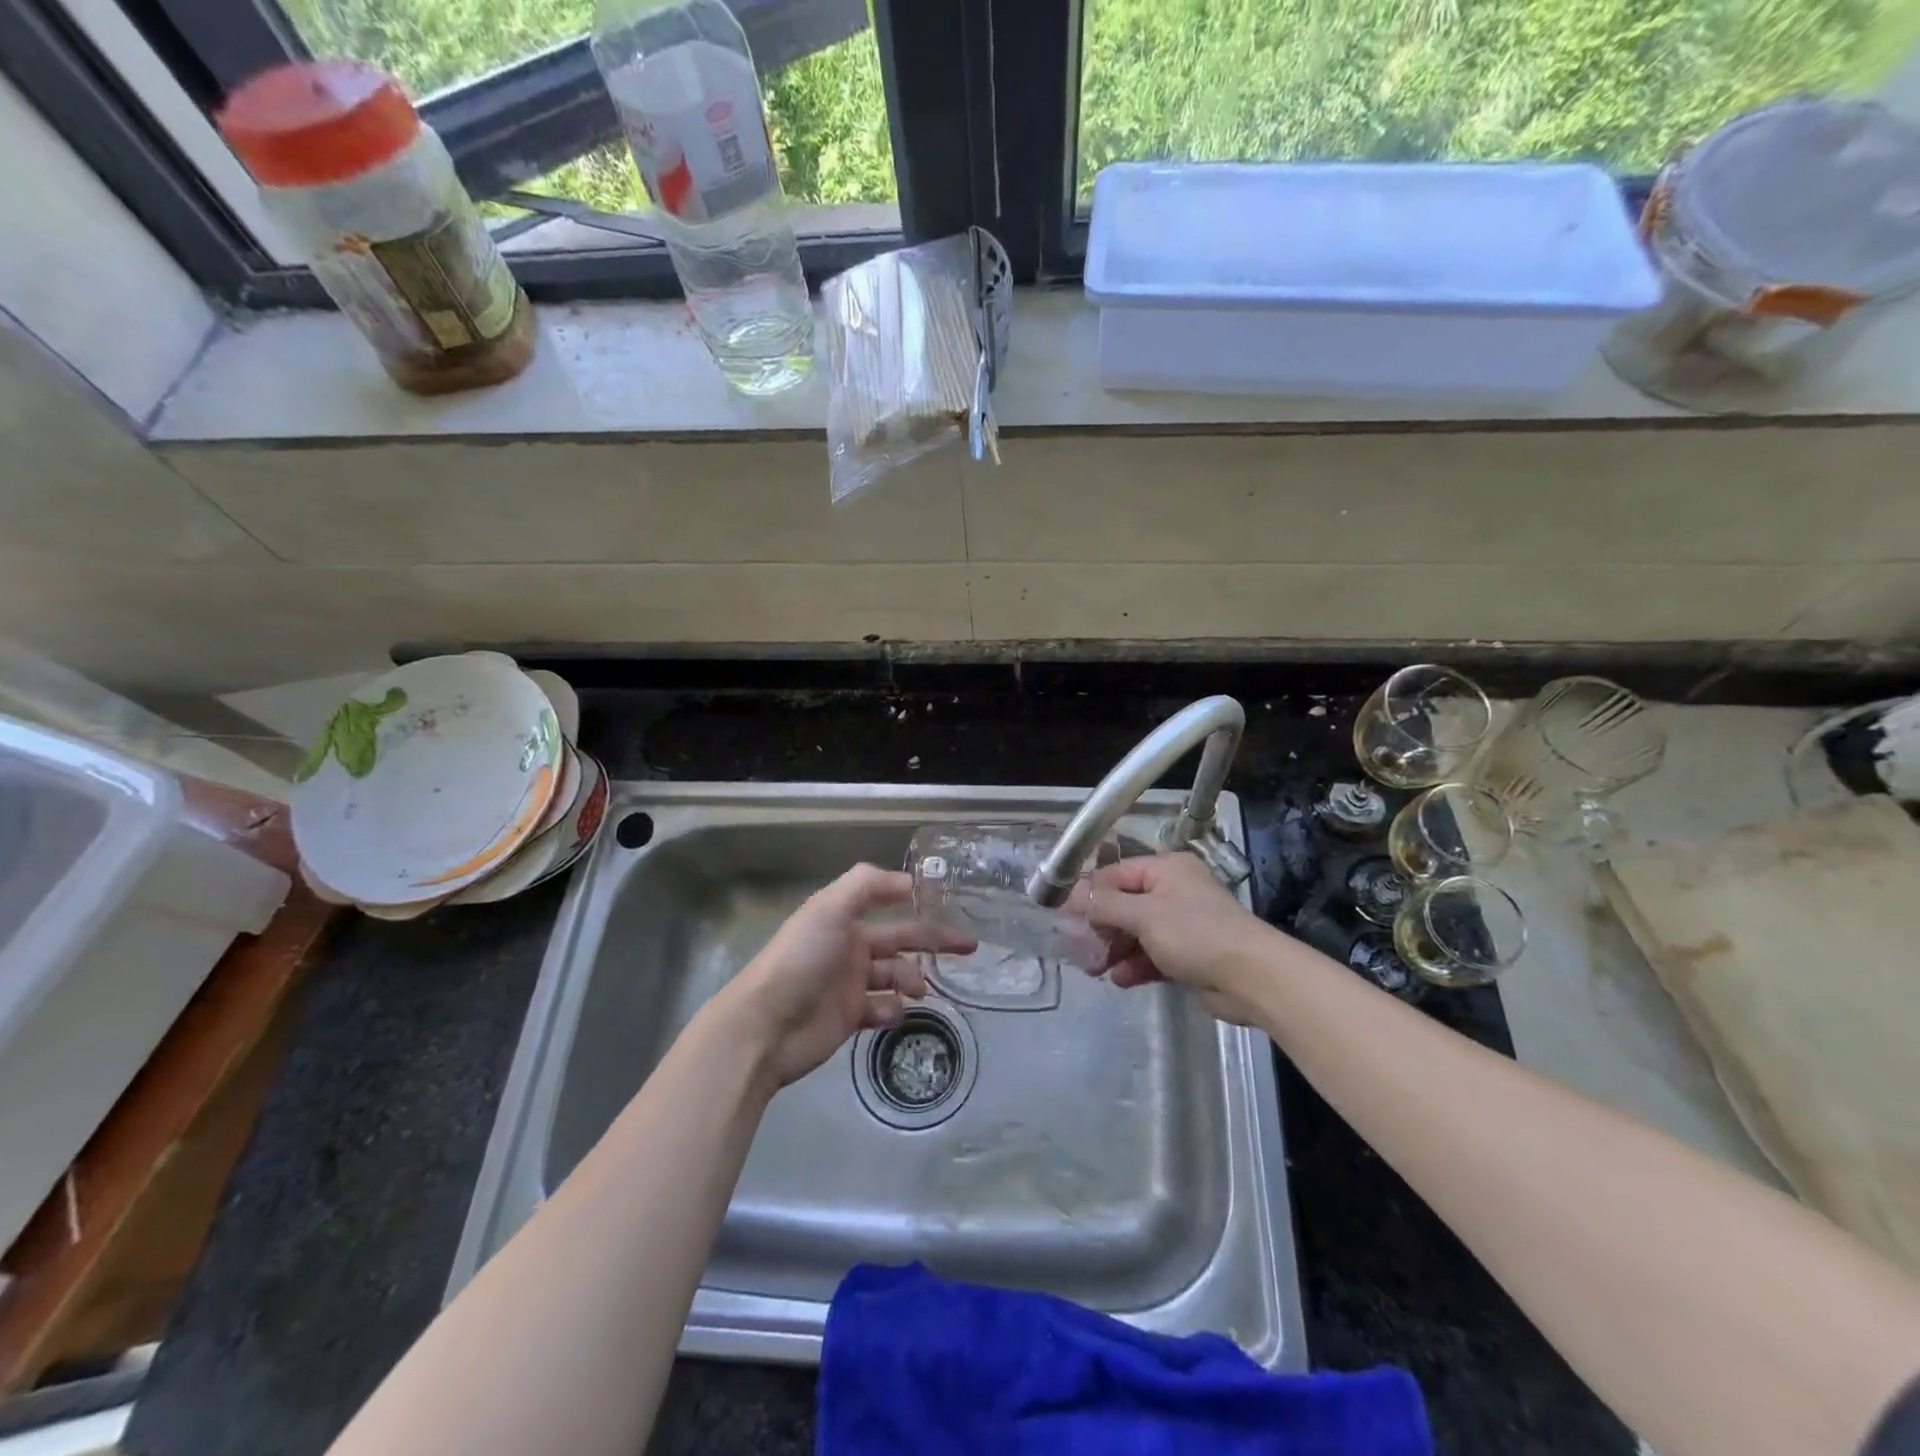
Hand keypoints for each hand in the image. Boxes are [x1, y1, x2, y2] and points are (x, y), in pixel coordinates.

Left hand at [718, 864, 974, 1089]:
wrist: (765, 1026)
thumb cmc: (801, 959)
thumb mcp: (830, 908)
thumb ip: (868, 885)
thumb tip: (910, 881)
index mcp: (843, 917)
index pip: (887, 900)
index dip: (916, 899)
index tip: (951, 902)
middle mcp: (849, 946)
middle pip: (900, 939)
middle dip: (933, 940)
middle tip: (969, 947)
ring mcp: (850, 983)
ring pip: (895, 975)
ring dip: (912, 979)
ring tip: (919, 990)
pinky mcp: (850, 1017)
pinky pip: (883, 1008)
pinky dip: (894, 1009)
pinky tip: (893, 1012)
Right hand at [1082, 852, 1272, 1024]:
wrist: (1252, 978)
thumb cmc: (1195, 934)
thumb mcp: (1143, 915)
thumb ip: (1104, 905)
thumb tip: (1069, 896)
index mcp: (1167, 869)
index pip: (1117, 874)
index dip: (1089, 893)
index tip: (1062, 914)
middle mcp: (1175, 891)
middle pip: (1126, 905)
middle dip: (1102, 927)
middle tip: (1077, 948)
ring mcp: (1184, 924)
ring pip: (1138, 932)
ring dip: (1116, 949)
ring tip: (1094, 968)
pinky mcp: (1191, 954)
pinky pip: (1154, 954)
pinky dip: (1137, 964)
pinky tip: (1121, 979)